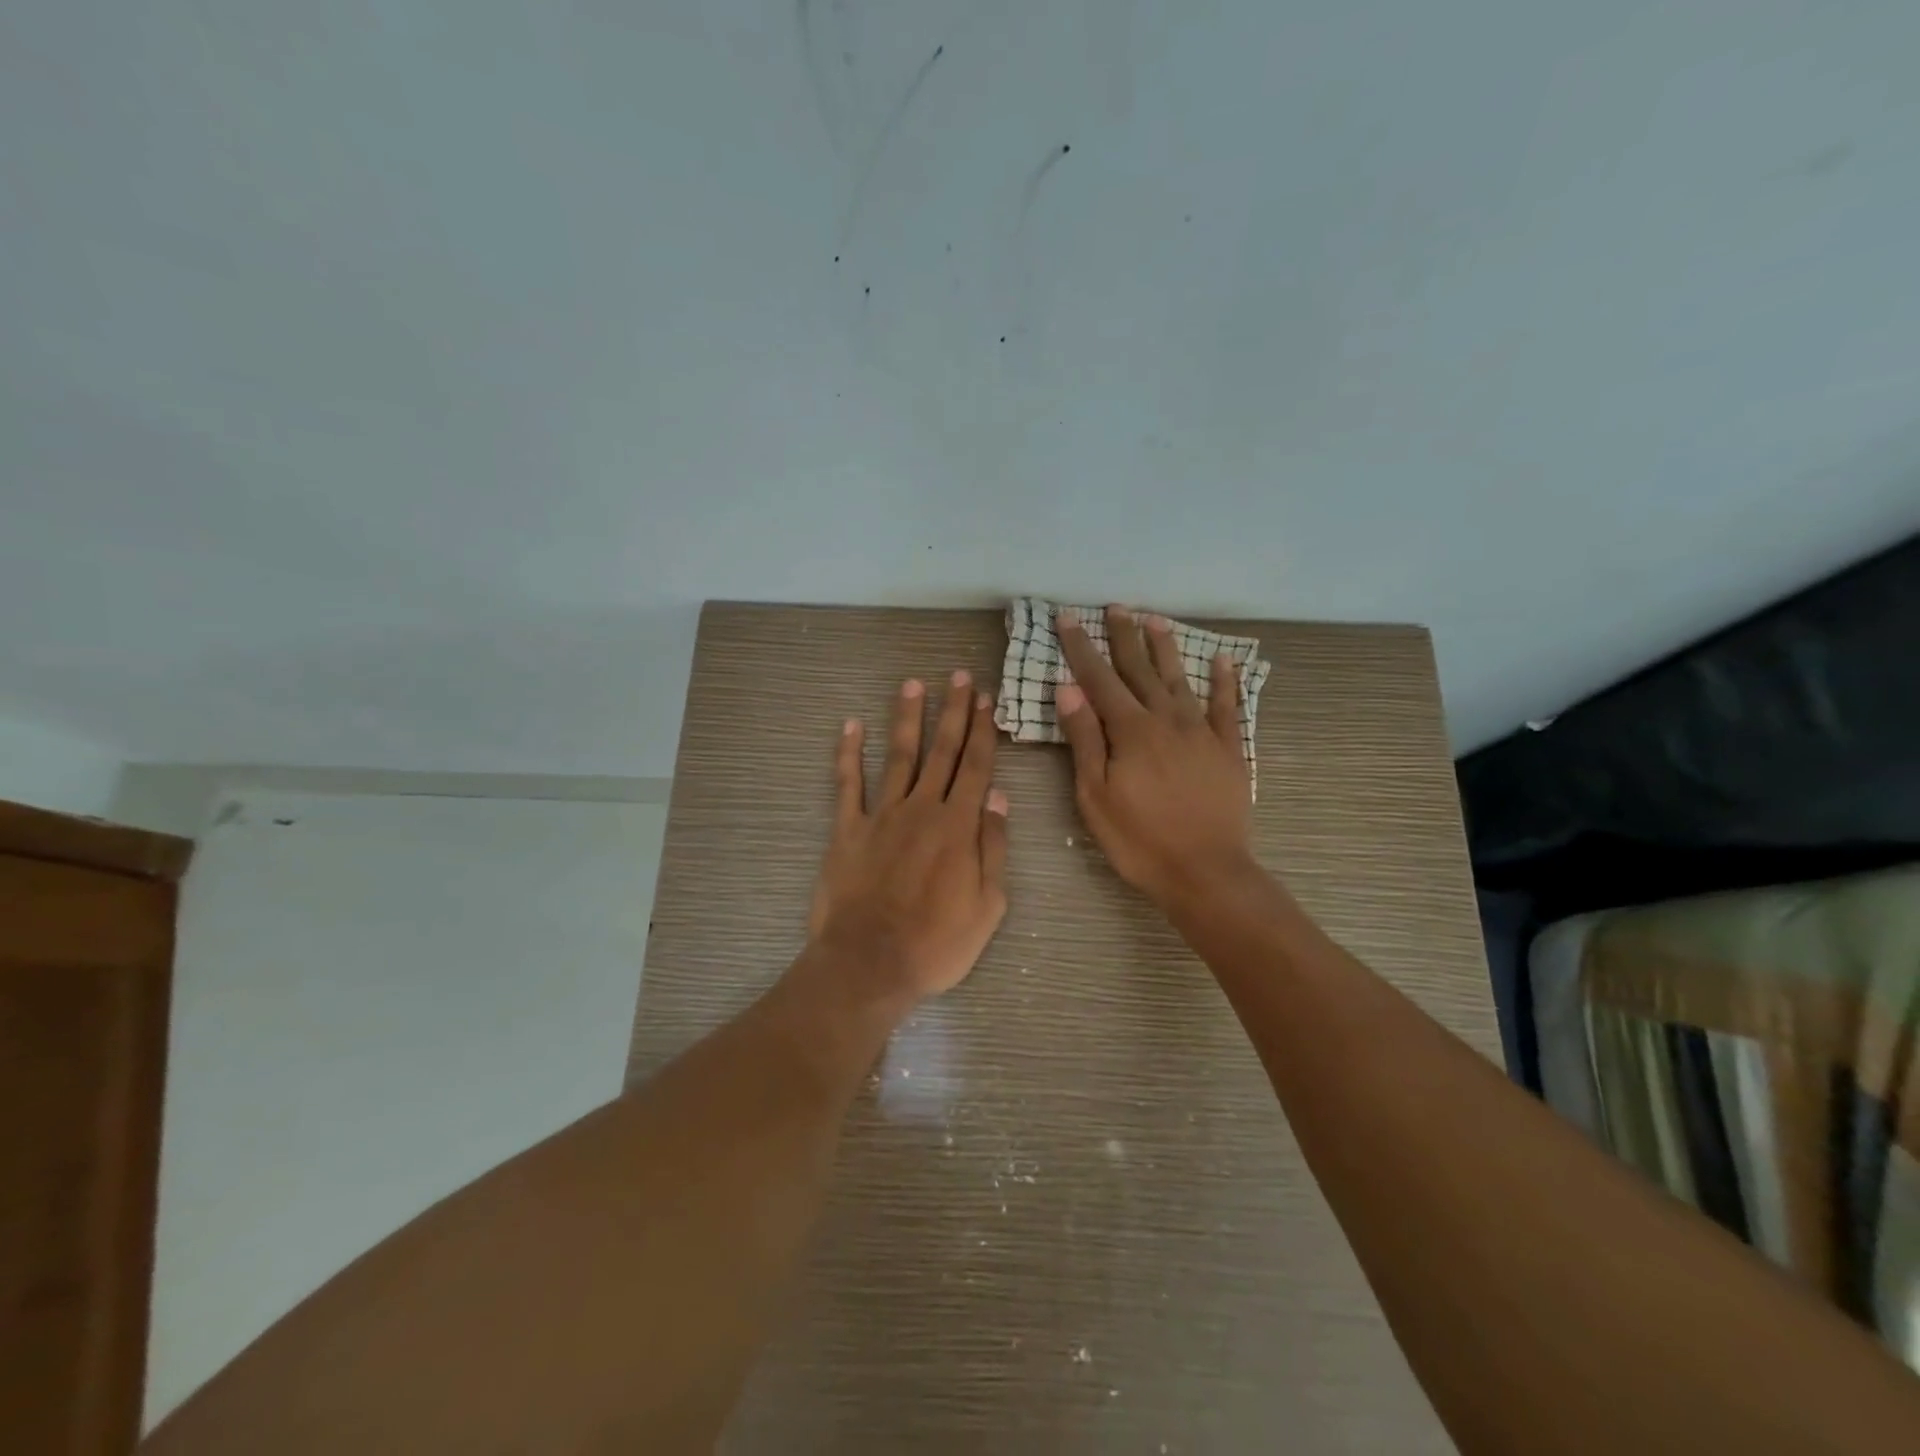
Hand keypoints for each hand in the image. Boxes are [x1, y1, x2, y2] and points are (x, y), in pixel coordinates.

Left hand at [808, 671, 1009, 1005]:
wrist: (870, 963)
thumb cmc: (937, 943)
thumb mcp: (988, 905)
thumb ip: (994, 846)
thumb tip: (998, 796)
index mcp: (959, 825)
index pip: (976, 767)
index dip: (983, 731)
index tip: (986, 699)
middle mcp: (922, 809)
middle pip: (942, 751)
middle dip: (953, 712)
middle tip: (959, 676)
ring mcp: (881, 815)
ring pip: (899, 756)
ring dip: (907, 718)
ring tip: (913, 684)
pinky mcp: (847, 829)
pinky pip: (847, 784)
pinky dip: (848, 753)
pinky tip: (851, 725)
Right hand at [1055, 605, 1255, 911]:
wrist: (1206, 872)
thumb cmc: (1139, 839)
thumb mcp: (1095, 795)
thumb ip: (1084, 739)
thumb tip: (1069, 688)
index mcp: (1130, 731)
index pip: (1099, 679)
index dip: (1082, 647)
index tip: (1068, 617)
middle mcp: (1167, 720)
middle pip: (1140, 670)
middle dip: (1124, 637)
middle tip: (1115, 607)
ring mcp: (1201, 733)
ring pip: (1180, 680)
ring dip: (1166, 649)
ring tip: (1155, 620)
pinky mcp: (1228, 750)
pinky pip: (1226, 708)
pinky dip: (1224, 683)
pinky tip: (1223, 662)